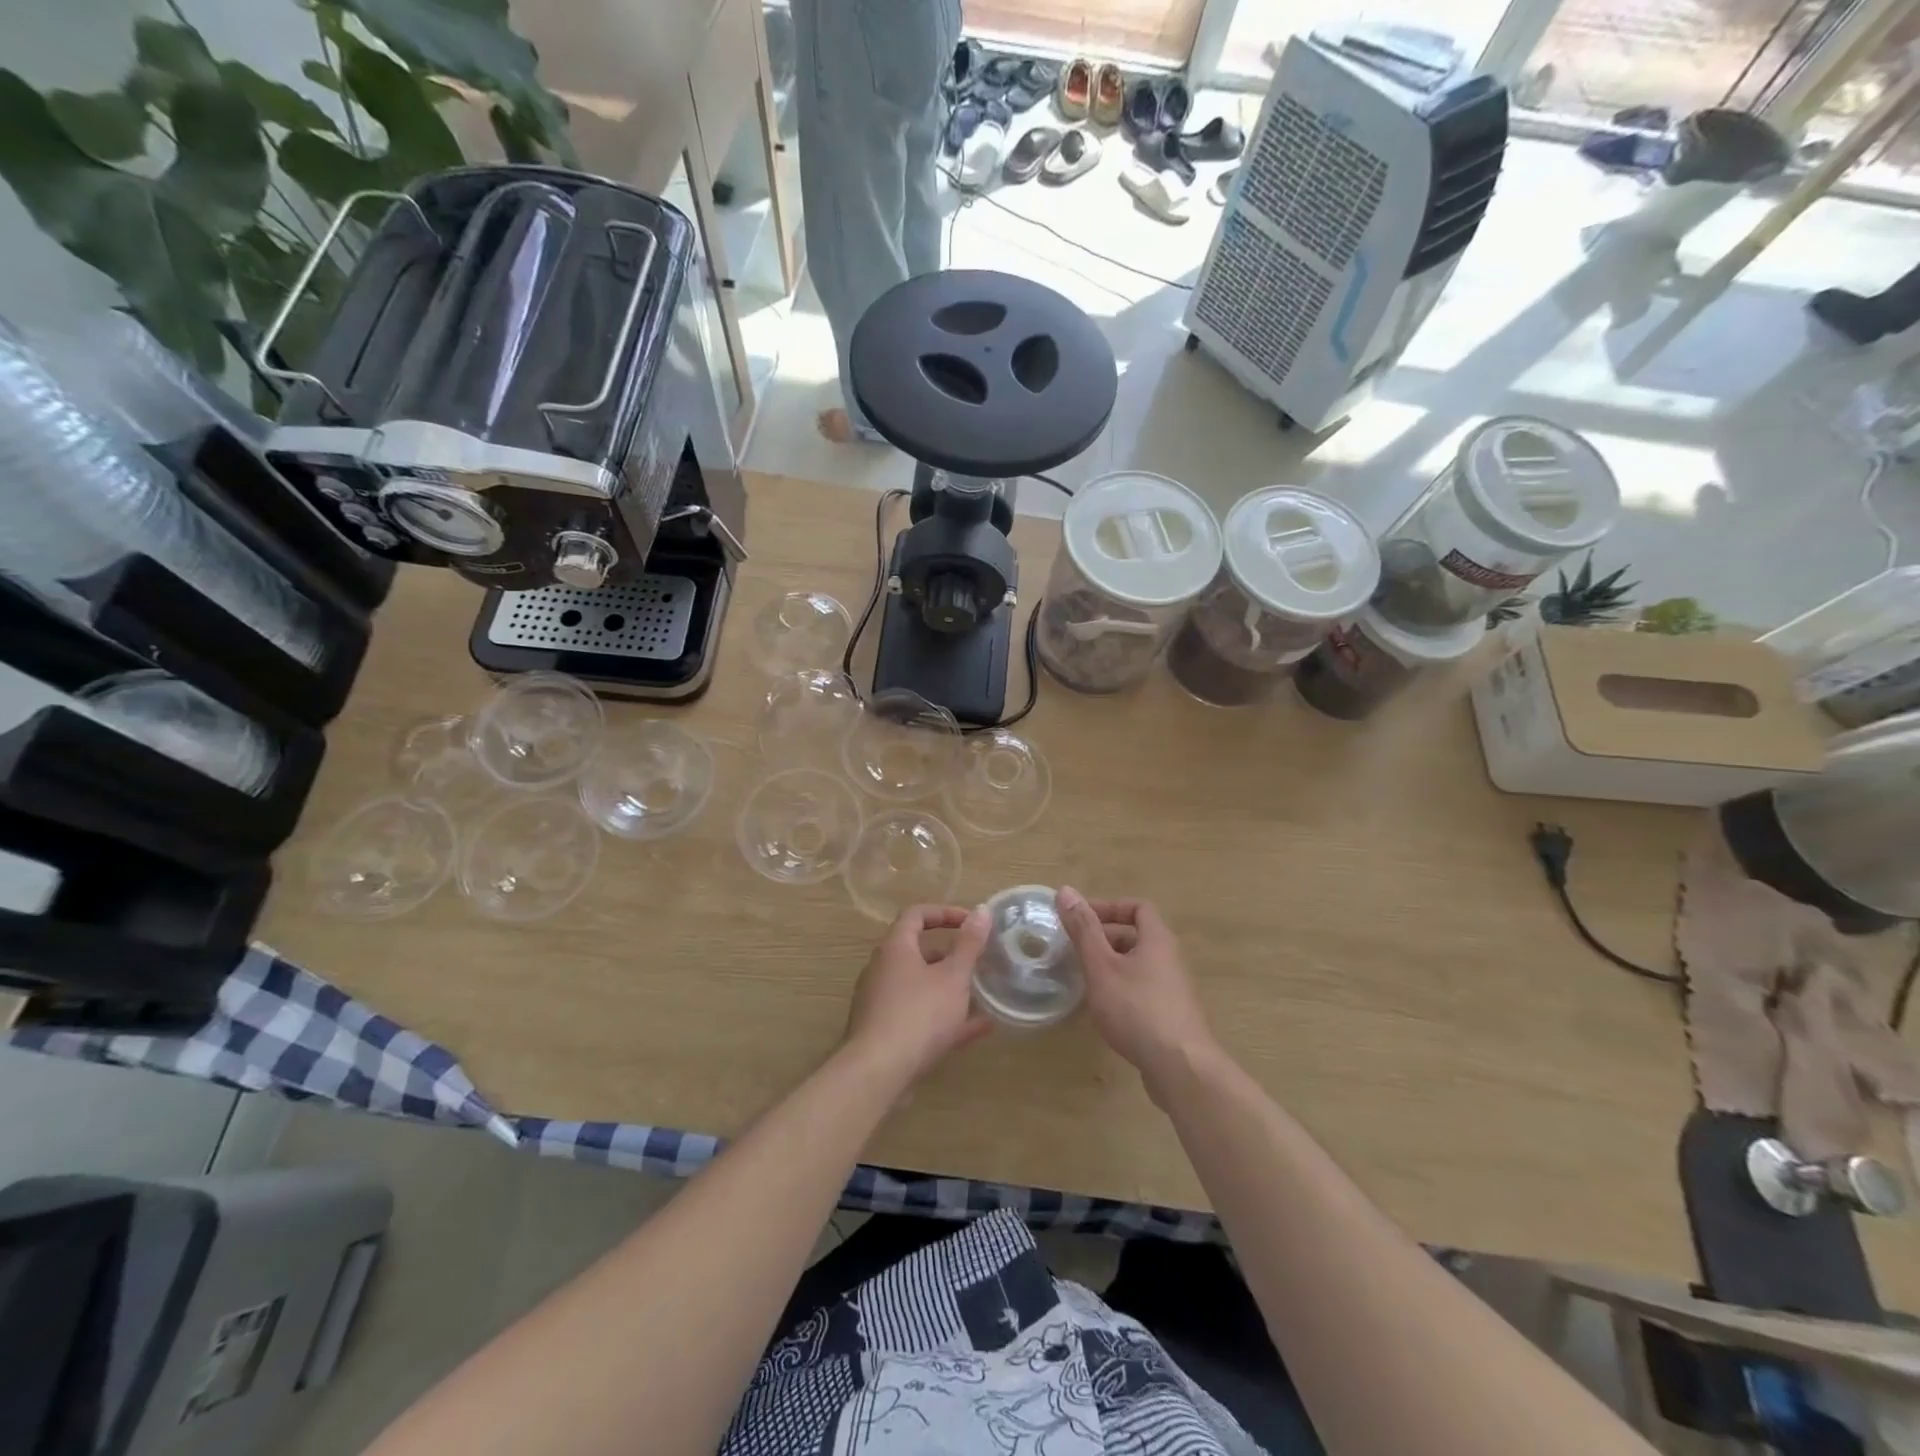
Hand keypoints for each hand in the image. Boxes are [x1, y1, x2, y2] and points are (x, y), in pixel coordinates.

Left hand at [843, 904, 994, 1085]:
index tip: (972, 922)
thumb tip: (982, 910)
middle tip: (979, 961)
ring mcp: (881, 1003)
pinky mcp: (885, 1033)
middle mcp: (883, 970)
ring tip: (983, 994)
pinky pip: (919, 1016)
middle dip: (951, 955)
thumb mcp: (953, 976)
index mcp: (895, 948)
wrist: (877, 1072)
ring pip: (921, 987)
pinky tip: (978, 1029)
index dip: (945, 913)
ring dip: (951, 988)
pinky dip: (946, 1018)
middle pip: (918, 952)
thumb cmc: (918, 1014)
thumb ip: (969, 944)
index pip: (916, 914)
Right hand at [1056, 886, 1216, 1093]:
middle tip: (1075, 949)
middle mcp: (1170, 959)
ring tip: (1084, 979)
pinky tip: (1104, 1010)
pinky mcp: (1172, 1017)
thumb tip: (1065, 890)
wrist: (1181, 1068)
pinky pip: (1143, 991)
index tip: (1080, 918)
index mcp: (1157, 940)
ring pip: (1138, 966)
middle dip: (1105, 938)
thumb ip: (1083, 930)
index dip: (1109, 907)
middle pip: (1137, 936)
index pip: (1138, 907)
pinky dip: (1121, 990)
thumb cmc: (1137, 1009)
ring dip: (1111, 966)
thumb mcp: (1102, 966)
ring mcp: (1174, 990)